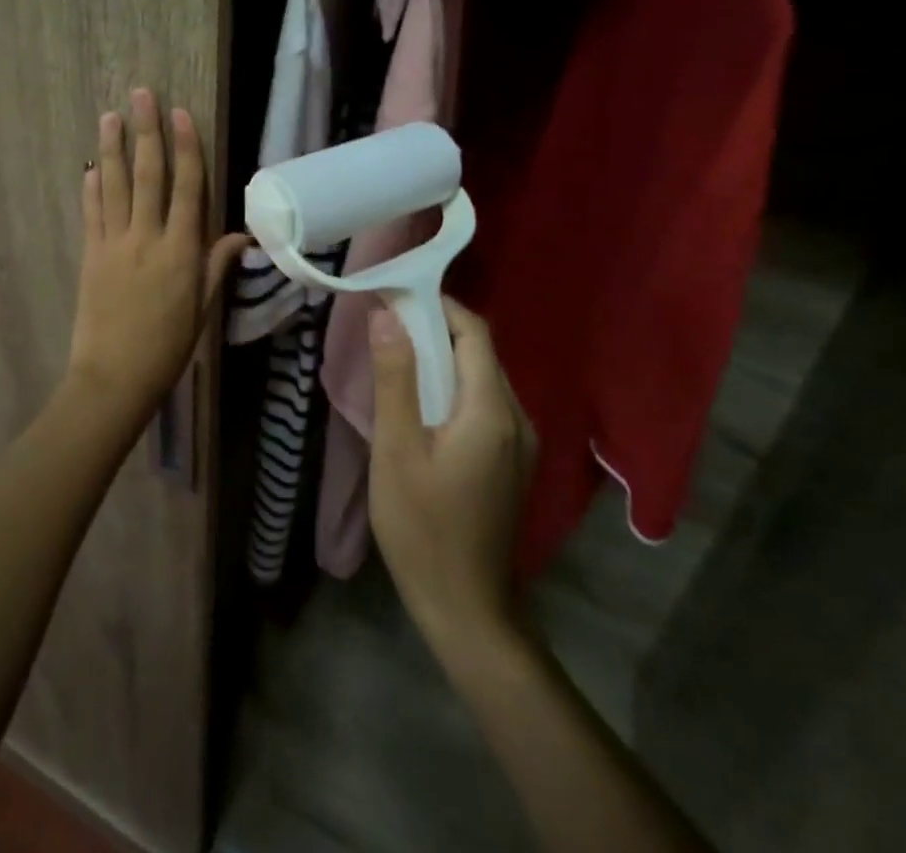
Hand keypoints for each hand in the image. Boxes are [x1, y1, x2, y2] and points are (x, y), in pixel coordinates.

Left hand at [66, 87, 246, 418]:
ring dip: (112, 149)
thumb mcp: (202, 309)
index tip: (181, 113)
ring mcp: (114, 245)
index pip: (186, 187)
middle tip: (141, 95)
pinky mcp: (90, 256)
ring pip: (115, 186)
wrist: (114, 378)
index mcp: (180, 251)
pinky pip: (91, 214)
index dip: (186, 147)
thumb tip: (242, 235)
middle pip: (148, 175)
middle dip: (146, 132)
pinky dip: (92, 188)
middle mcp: (147, 238)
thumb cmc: (168, 347)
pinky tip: (91, 167)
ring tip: (109, 116)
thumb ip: (216, 266)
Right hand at [369, 297, 537, 650]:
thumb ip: (394, 377)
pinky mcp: (510, 461)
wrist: (465, 610)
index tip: (396, 294)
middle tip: (386, 323)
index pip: (473, 332)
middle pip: (479, 352)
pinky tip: (420, 401)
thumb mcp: (397, 448)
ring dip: (442, 358)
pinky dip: (452, 386)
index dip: (438, 305)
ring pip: (481, 378)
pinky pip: (483, 403)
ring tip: (396, 355)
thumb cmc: (423, 527)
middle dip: (436, 328)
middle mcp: (517, 417)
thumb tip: (386, 314)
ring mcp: (519, 443)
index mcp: (492, 409)